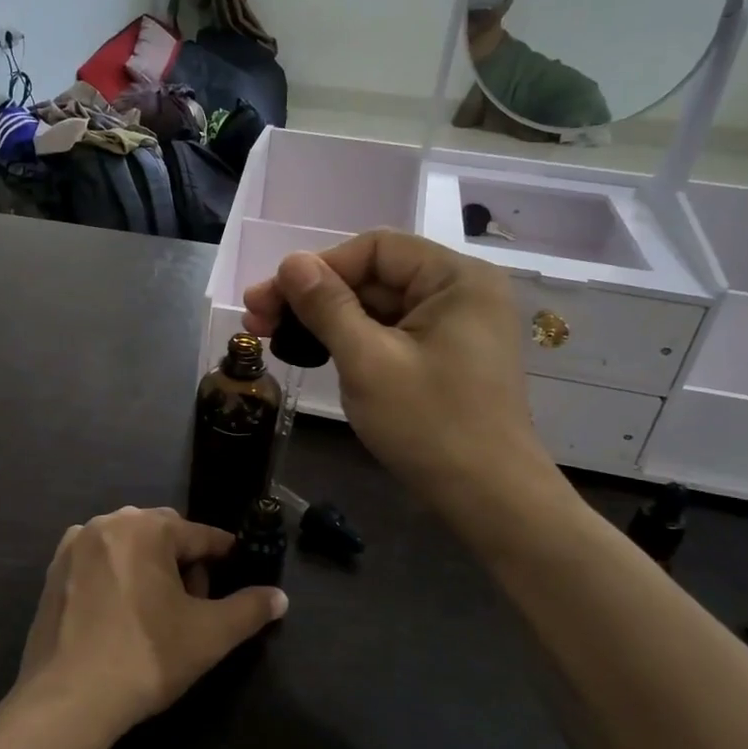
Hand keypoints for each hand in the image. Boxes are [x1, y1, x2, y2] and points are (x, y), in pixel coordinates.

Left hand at [17, 507, 286, 740]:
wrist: (67, 699)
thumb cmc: (145, 657)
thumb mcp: (210, 635)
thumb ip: (250, 610)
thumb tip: (280, 597)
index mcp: (147, 527)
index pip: (200, 535)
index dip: (225, 556)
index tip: (239, 573)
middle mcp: (108, 523)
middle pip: (162, 535)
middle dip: (183, 562)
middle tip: (194, 604)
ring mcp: (74, 545)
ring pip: (128, 545)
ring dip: (148, 566)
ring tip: (156, 610)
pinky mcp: (52, 571)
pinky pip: (98, 561)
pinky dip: (115, 575)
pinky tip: (119, 613)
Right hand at [242, 230, 571, 539]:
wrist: (489, 499)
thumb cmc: (430, 424)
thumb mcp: (368, 361)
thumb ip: (327, 306)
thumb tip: (290, 262)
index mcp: (455, 278)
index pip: (375, 249)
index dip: (318, 267)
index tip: (271, 297)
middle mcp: (460, 292)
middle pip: (374, 277)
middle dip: (314, 296)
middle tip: (258, 319)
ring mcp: (454, 327)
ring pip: (377, 307)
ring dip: (325, 319)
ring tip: (274, 336)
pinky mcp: (444, 357)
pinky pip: (389, 334)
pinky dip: (351, 341)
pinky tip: (313, 352)